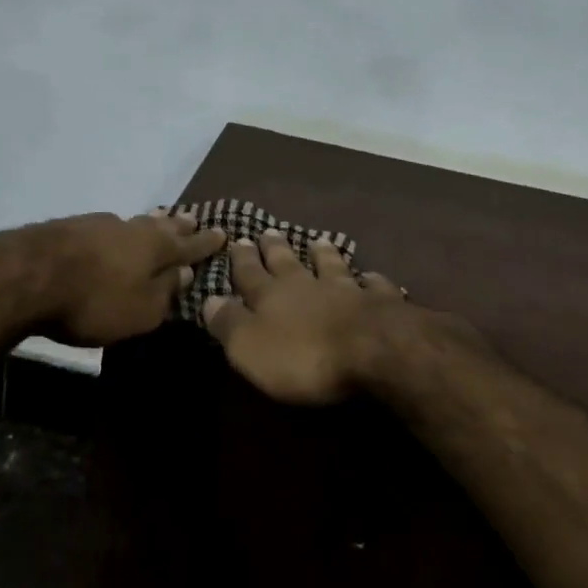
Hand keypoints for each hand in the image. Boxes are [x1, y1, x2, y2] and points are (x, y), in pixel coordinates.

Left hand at [31, 209, 226, 346]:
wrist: (26, 274)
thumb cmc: (93, 301)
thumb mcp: (140, 311)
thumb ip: (165, 292)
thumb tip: (185, 272)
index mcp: (156, 249)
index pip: (189, 246)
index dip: (206, 242)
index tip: (223, 232)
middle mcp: (132, 229)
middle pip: (162, 226)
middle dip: (180, 225)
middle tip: (193, 220)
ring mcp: (100, 224)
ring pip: (134, 222)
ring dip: (150, 223)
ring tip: (160, 219)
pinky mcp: (70, 227)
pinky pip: (108, 227)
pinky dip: (119, 231)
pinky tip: (114, 233)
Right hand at [201, 230, 412, 404]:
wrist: (373, 349)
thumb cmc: (304, 355)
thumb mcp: (250, 347)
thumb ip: (229, 323)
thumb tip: (207, 300)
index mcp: (271, 297)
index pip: (250, 274)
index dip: (242, 260)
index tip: (236, 240)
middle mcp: (307, 286)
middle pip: (288, 263)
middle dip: (275, 248)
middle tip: (268, 231)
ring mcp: (346, 290)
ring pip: (331, 266)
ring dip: (324, 254)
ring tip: (319, 241)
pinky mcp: (380, 303)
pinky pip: (374, 286)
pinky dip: (370, 279)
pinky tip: (371, 276)